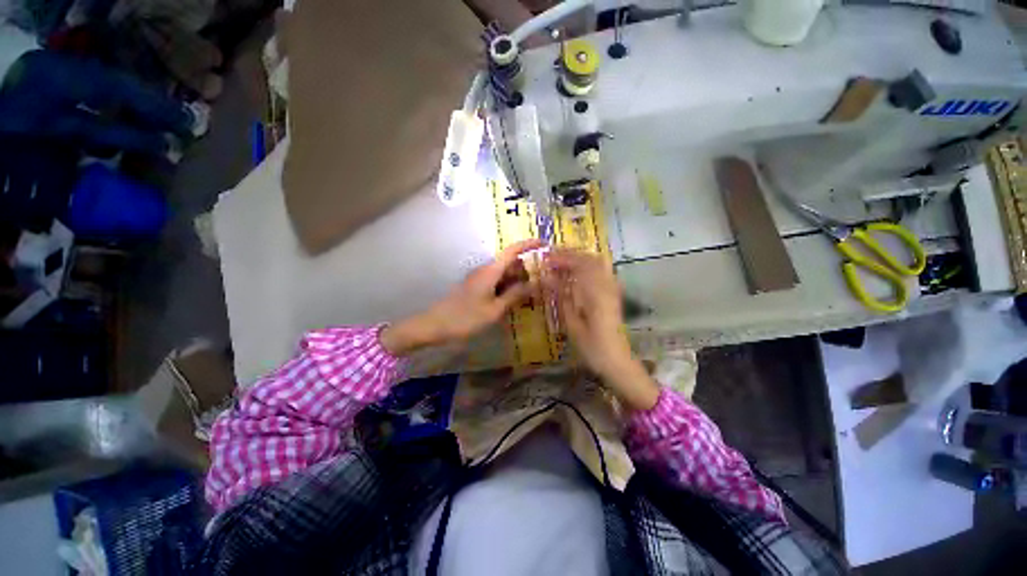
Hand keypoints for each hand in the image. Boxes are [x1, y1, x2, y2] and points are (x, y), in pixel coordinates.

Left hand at [381, 239, 543, 355]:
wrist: (435, 325)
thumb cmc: (465, 318)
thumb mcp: (494, 310)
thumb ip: (514, 295)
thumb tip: (533, 284)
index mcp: (490, 271)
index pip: (512, 251)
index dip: (529, 244)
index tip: (544, 244)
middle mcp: (485, 270)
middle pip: (510, 263)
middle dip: (526, 270)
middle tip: (541, 284)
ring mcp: (479, 279)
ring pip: (504, 274)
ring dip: (517, 281)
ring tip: (530, 295)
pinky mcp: (476, 287)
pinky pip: (496, 283)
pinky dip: (507, 288)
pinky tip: (513, 301)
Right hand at [544, 249, 658, 410]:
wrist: (617, 361)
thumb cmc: (592, 347)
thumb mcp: (572, 323)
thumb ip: (561, 297)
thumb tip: (546, 278)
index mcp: (596, 293)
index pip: (579, 265)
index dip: (562, 258)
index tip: (545, 258)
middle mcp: (607, 286)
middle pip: (590, 259)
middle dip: (570, 254)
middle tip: (551, 256)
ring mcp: (613, 289)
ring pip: (597, 263)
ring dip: (578, 258)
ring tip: (560, 262)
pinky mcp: (614, 294)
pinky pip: (601, 272)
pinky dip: (586, 267)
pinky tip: (575, 274)